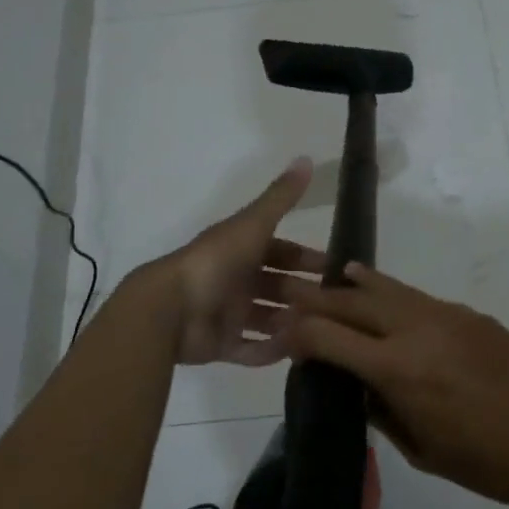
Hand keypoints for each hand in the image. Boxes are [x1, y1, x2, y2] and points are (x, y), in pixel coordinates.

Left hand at [151, 157, 322, 365]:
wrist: (171, 308)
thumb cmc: (216, 261)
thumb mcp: (253, 224)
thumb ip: (281, 197)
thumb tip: (307, 158)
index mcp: (241, 249)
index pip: (282, 252)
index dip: (307, 258)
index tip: (335, 269)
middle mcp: (236, 279)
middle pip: (277, 286)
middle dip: (304, 293)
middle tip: (337, 306)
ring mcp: (227, 313)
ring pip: (267, 318)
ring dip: (291, 322)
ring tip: (322, 330)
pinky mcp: (220, 344)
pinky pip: (251, 349)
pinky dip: (271, 351)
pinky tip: (296, 351)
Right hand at [279, 264, 508, 508]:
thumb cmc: (491, 461)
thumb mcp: (425, 452)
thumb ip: (384, 413)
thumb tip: (359, 388)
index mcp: (397, 369)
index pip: (329, 338)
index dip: (297, 333)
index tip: (278, 332)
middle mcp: (414, 330)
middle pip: (350, 302)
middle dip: (314, 298)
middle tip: (287, 292)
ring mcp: (443, 315)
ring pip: (385, 288)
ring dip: (352, 284)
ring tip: (331, 276)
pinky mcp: (467, 313)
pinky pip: (416, 296)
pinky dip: (389, 290)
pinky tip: (381, 291)